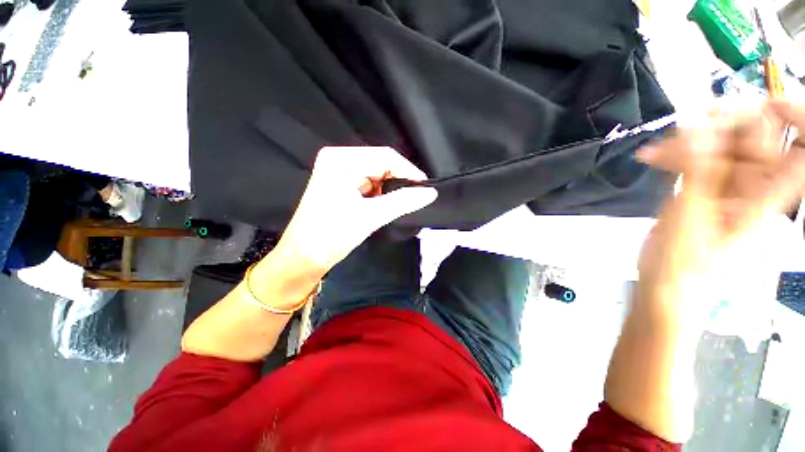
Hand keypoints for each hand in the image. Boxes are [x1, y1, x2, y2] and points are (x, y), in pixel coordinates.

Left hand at [273, 146, 437, 274]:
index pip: (385, 157)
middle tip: (415, 199)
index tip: (425, 188)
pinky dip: (380, 196)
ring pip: (377, 176)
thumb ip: (403, 202)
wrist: (303, 258)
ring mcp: (340, 173)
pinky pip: (369, 185)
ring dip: (389, 191)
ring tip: (398, 205)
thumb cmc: (331, 235)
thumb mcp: (370, 216)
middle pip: (381, 165)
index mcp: (341, 160)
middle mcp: (339, 161)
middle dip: (399, 182)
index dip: (408, 171)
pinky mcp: (342, 186)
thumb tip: (430, 193)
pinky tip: (383, 207)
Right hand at [637, 101, 804, 312]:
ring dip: (690, 139)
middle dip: (724, 123)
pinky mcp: (702, 184)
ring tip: (658, 150)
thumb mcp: (692, 218)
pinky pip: (695, 155)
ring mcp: (728, 183)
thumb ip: (700, 173)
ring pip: (721, 141)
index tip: (763, 106)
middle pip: (758, 133)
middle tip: (689, 126)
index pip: (802, 147)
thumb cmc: (684, 261)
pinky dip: (674, 152)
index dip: (793, 118)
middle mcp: (757, 183)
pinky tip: (652, 157)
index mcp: (769, 195)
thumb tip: (702, 130)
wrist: (666, 281)